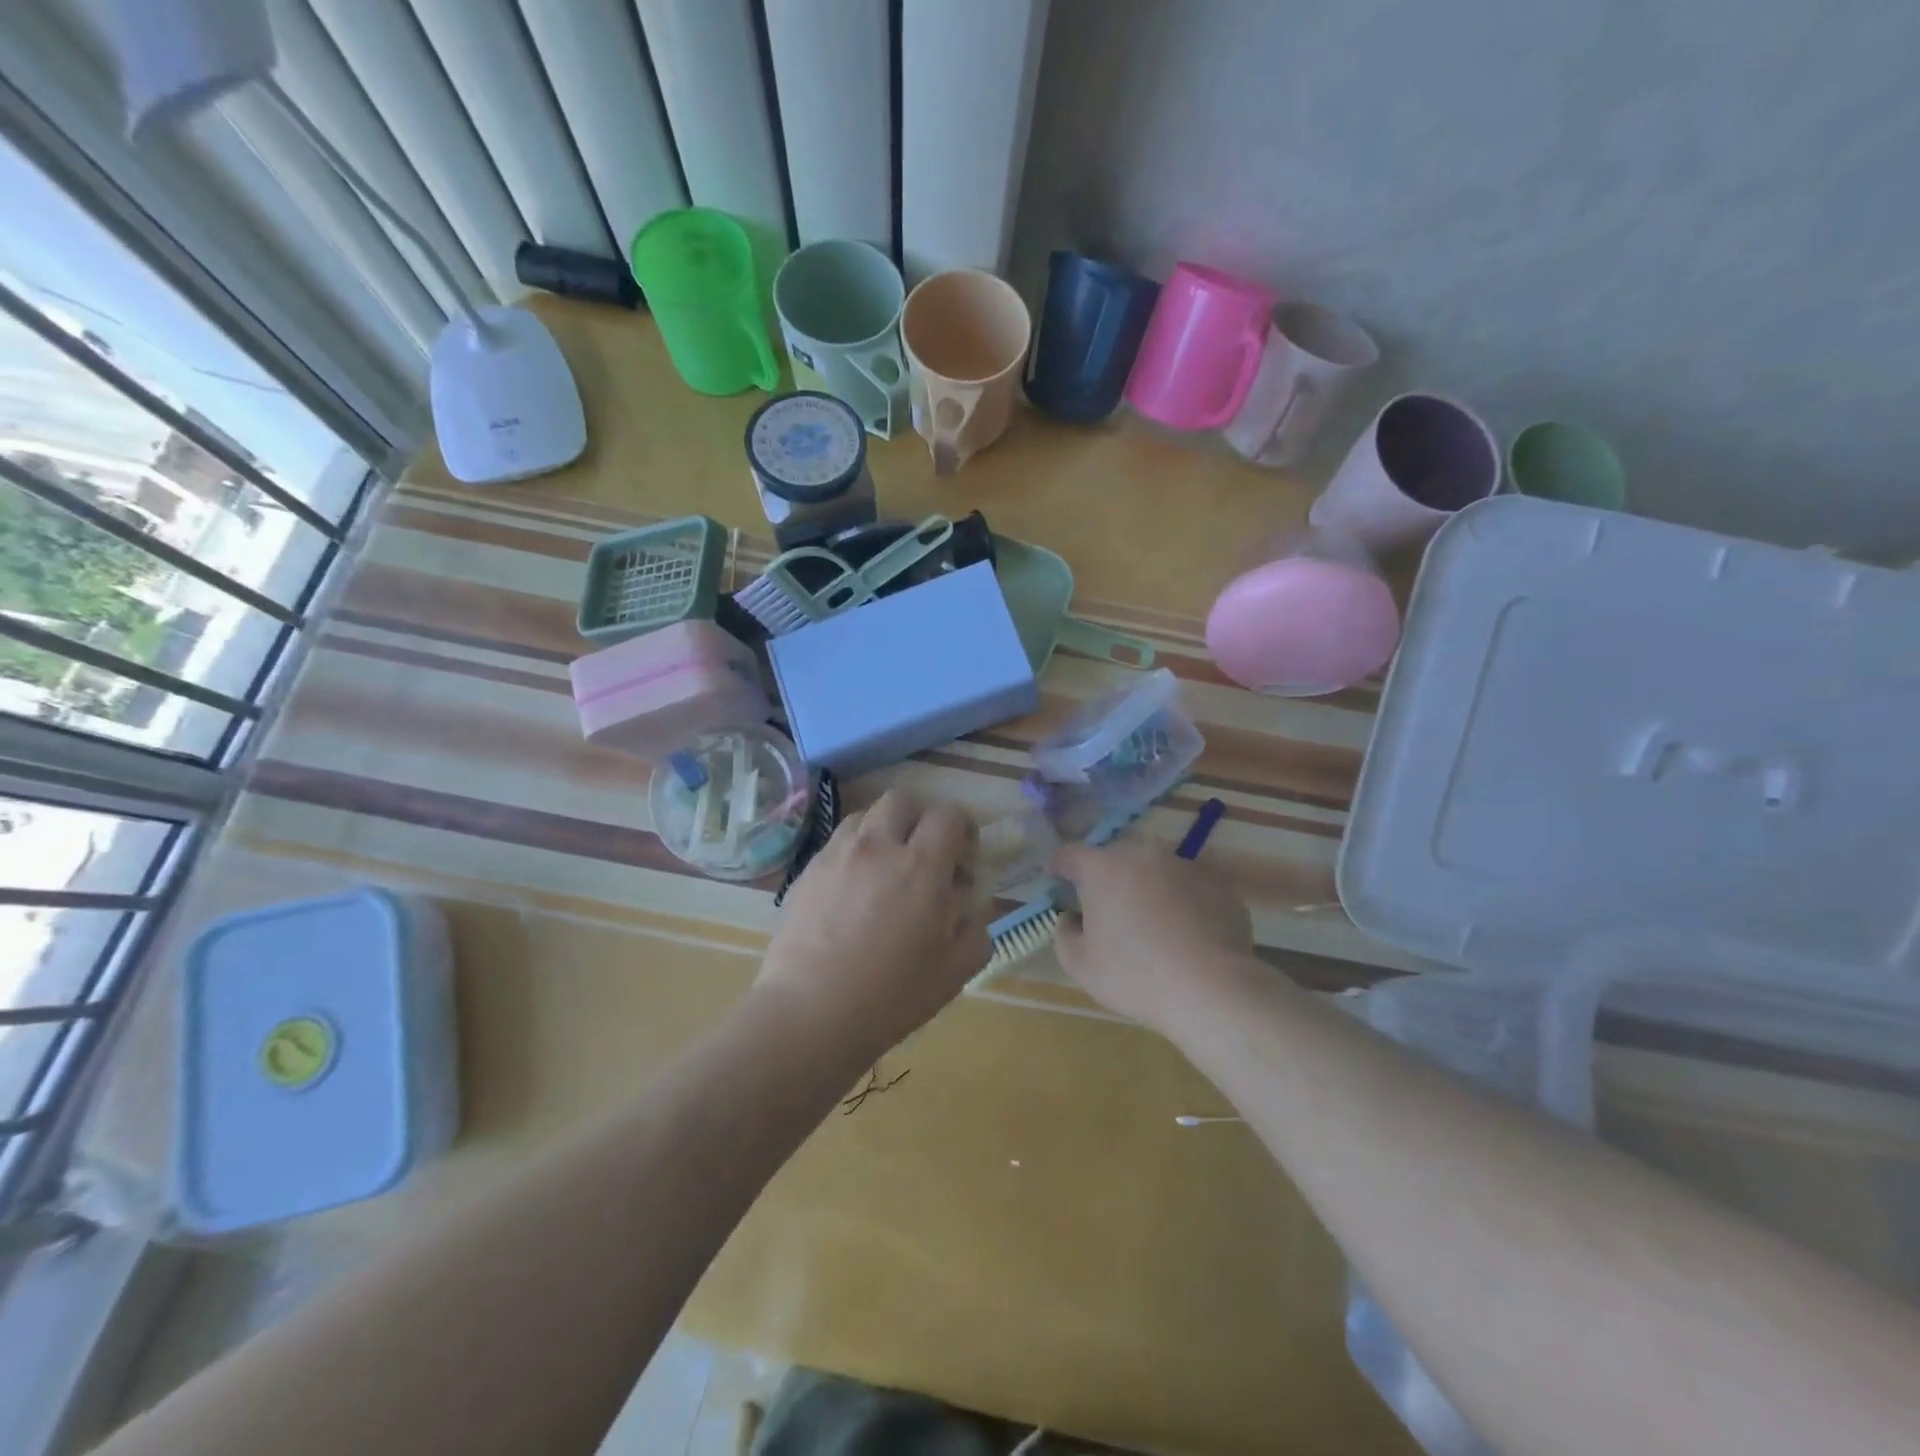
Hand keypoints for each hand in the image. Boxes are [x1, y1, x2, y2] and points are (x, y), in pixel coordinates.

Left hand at [759, 788, 990, 1055]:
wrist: (811, 1012)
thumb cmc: (891, 995)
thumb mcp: (954, 971)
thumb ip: (975, 931)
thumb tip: (971, 909)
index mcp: (921, 865)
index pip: (948, 815)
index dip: (963, 828)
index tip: (964, 857)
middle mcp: (878, 846)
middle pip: (903, 800)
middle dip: (921, 818)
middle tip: (925, 853)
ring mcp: (837, 854)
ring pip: (865, 815)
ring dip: (884, 830)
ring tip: (886, 867)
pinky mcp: (807, 871)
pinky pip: (837, 842)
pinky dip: (854, 851)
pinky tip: (854, 889)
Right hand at [1051, 839, 1253, 1031]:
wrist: (1211, 989)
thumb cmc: (1135, 975)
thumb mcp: (1080, 965)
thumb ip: (1064, 933)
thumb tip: (1071, 918)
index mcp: (1103, 866)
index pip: (1069, 854)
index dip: (1060, 868)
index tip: (1059, 885)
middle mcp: (1143, 853)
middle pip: (1114, 857)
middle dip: (1107, 877)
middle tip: (1107, 910)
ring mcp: (1184, 863)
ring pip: (1154, 868)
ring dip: (1146, 885)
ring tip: (1152, 922)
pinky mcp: (1218, 882)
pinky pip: (1188, 884)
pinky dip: (1181, 899)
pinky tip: (1186, 932)